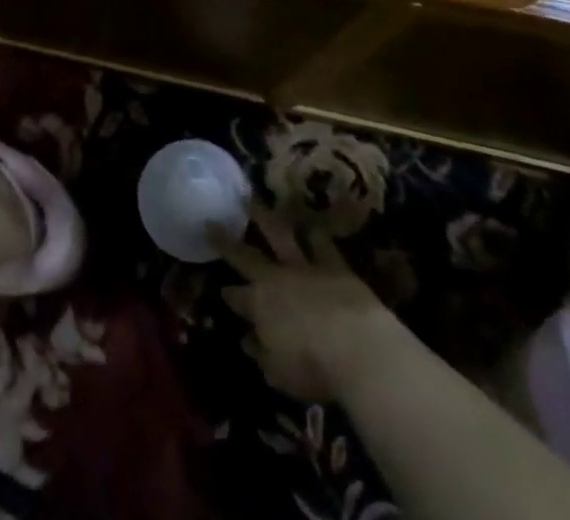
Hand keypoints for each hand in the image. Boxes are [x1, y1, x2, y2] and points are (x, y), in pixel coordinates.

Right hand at [220, 210, 402, 403]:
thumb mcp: (278, 371)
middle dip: (227, 241)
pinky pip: (321, 244)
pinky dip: (315, 234)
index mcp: (259, 304)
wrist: (357, 345)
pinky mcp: (334, 265)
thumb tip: (247, 339)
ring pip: (280, 235)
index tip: (221, 289)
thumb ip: (261, 352)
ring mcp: (305, 267)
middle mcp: (277, 278)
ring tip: (252, 199)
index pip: (237, 297)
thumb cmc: (312, 366)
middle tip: (213, 222)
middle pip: (247, 256)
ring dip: (264, 217)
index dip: (229, 294)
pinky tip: (311, 224)